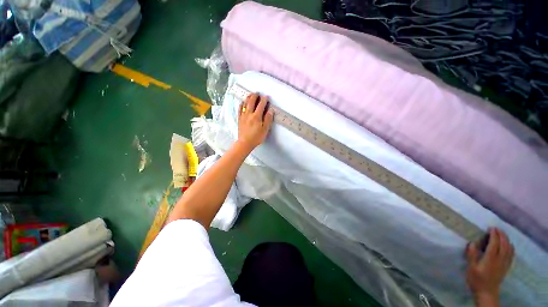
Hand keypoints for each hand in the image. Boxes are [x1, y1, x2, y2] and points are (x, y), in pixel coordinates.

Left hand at [237, 93, 273, 150]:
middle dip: (255, 96)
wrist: (245, 143)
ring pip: (245, 104)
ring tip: (250, 94)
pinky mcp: (239, 118)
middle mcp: (249, 114)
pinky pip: (239, 109)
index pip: (261, 105)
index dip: (264, 100)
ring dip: (248, 98)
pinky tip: (243, 102)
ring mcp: (243, 116)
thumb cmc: (256, 137)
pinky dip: (241, 104)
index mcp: (256, 116)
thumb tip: (270, 110)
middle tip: (258, 93)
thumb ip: (268, 119)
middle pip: (251, 102)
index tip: (266, 96)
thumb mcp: (265, 130)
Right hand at [465, 228, 513, 305]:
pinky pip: (511, 254)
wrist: (486, 292)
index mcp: (491, 258)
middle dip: (501, 235)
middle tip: (496, 228)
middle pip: (504, 244)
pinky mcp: (506, 266)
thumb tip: (472, 243)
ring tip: (502, 234)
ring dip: (506, 239)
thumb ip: (472, 256)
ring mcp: (504, 263)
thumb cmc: (476, 279)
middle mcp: (500, 259)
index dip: (494, 235)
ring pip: (509, 248)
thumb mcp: (471, 268)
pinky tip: (510, 245)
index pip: (494, 243)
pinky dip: (511, 247)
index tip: (491, 228)